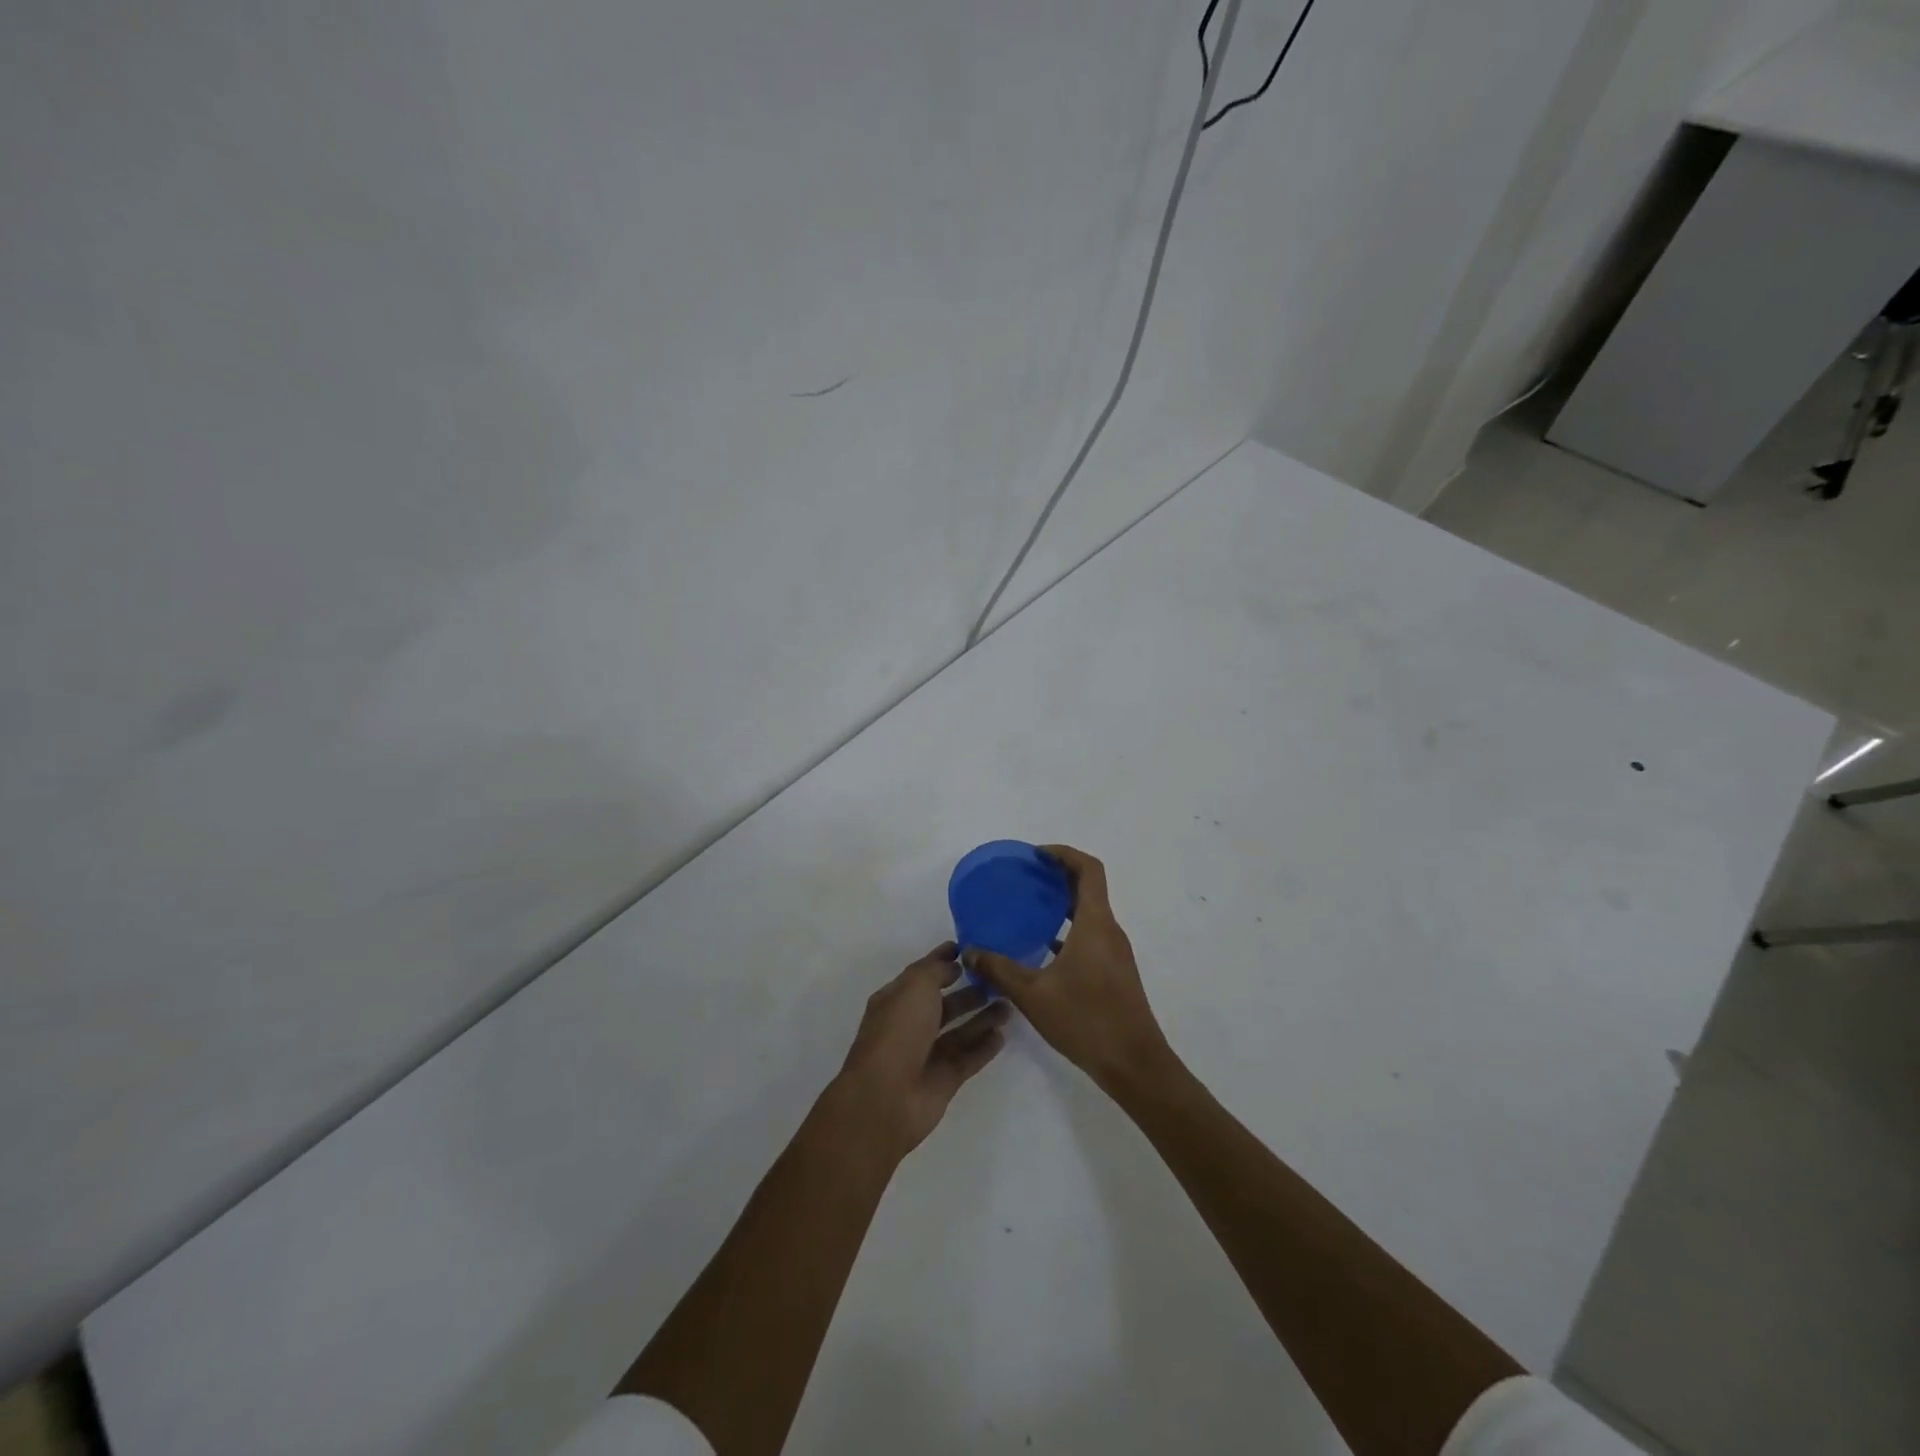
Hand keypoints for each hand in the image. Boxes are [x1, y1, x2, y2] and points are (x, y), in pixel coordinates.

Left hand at [831, 942, 1010, 1158]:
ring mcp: (927, 1054)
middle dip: (969, 992)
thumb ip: (936, 970)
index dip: (943, 960)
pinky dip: (984, 1047)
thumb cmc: (899, 1031)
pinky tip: (1002, 1035)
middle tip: (998, 981)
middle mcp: (910, 1025)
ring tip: (1009, 1004)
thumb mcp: (916, 986)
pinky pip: (968, 1058)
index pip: (923, 974)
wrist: (887, 1096)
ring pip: (960, 1031)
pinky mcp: (944, 1079)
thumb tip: (953, 964)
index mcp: (896, 999)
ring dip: (982, 1018)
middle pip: (944, 1004)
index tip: (969, 950)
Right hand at [964, 845, 1173, 1095]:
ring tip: (1028, 909)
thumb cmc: (1086, 1021)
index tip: (1036, 855)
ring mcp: (1115, 952)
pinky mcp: (1114, 972)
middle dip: (1059, 876)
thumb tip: (969, 951)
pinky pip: (1091, 935)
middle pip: (1089, 888)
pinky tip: (1042, 949)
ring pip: (1090, 913)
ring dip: (1063, 904)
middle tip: (1025, 878)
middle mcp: (1109, 931)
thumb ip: (999, 969)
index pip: (1088, 869)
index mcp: (1095, 924)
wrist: (1134, 1064)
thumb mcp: (1033, 995)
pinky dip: (1068, 930)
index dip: (1064, 854)